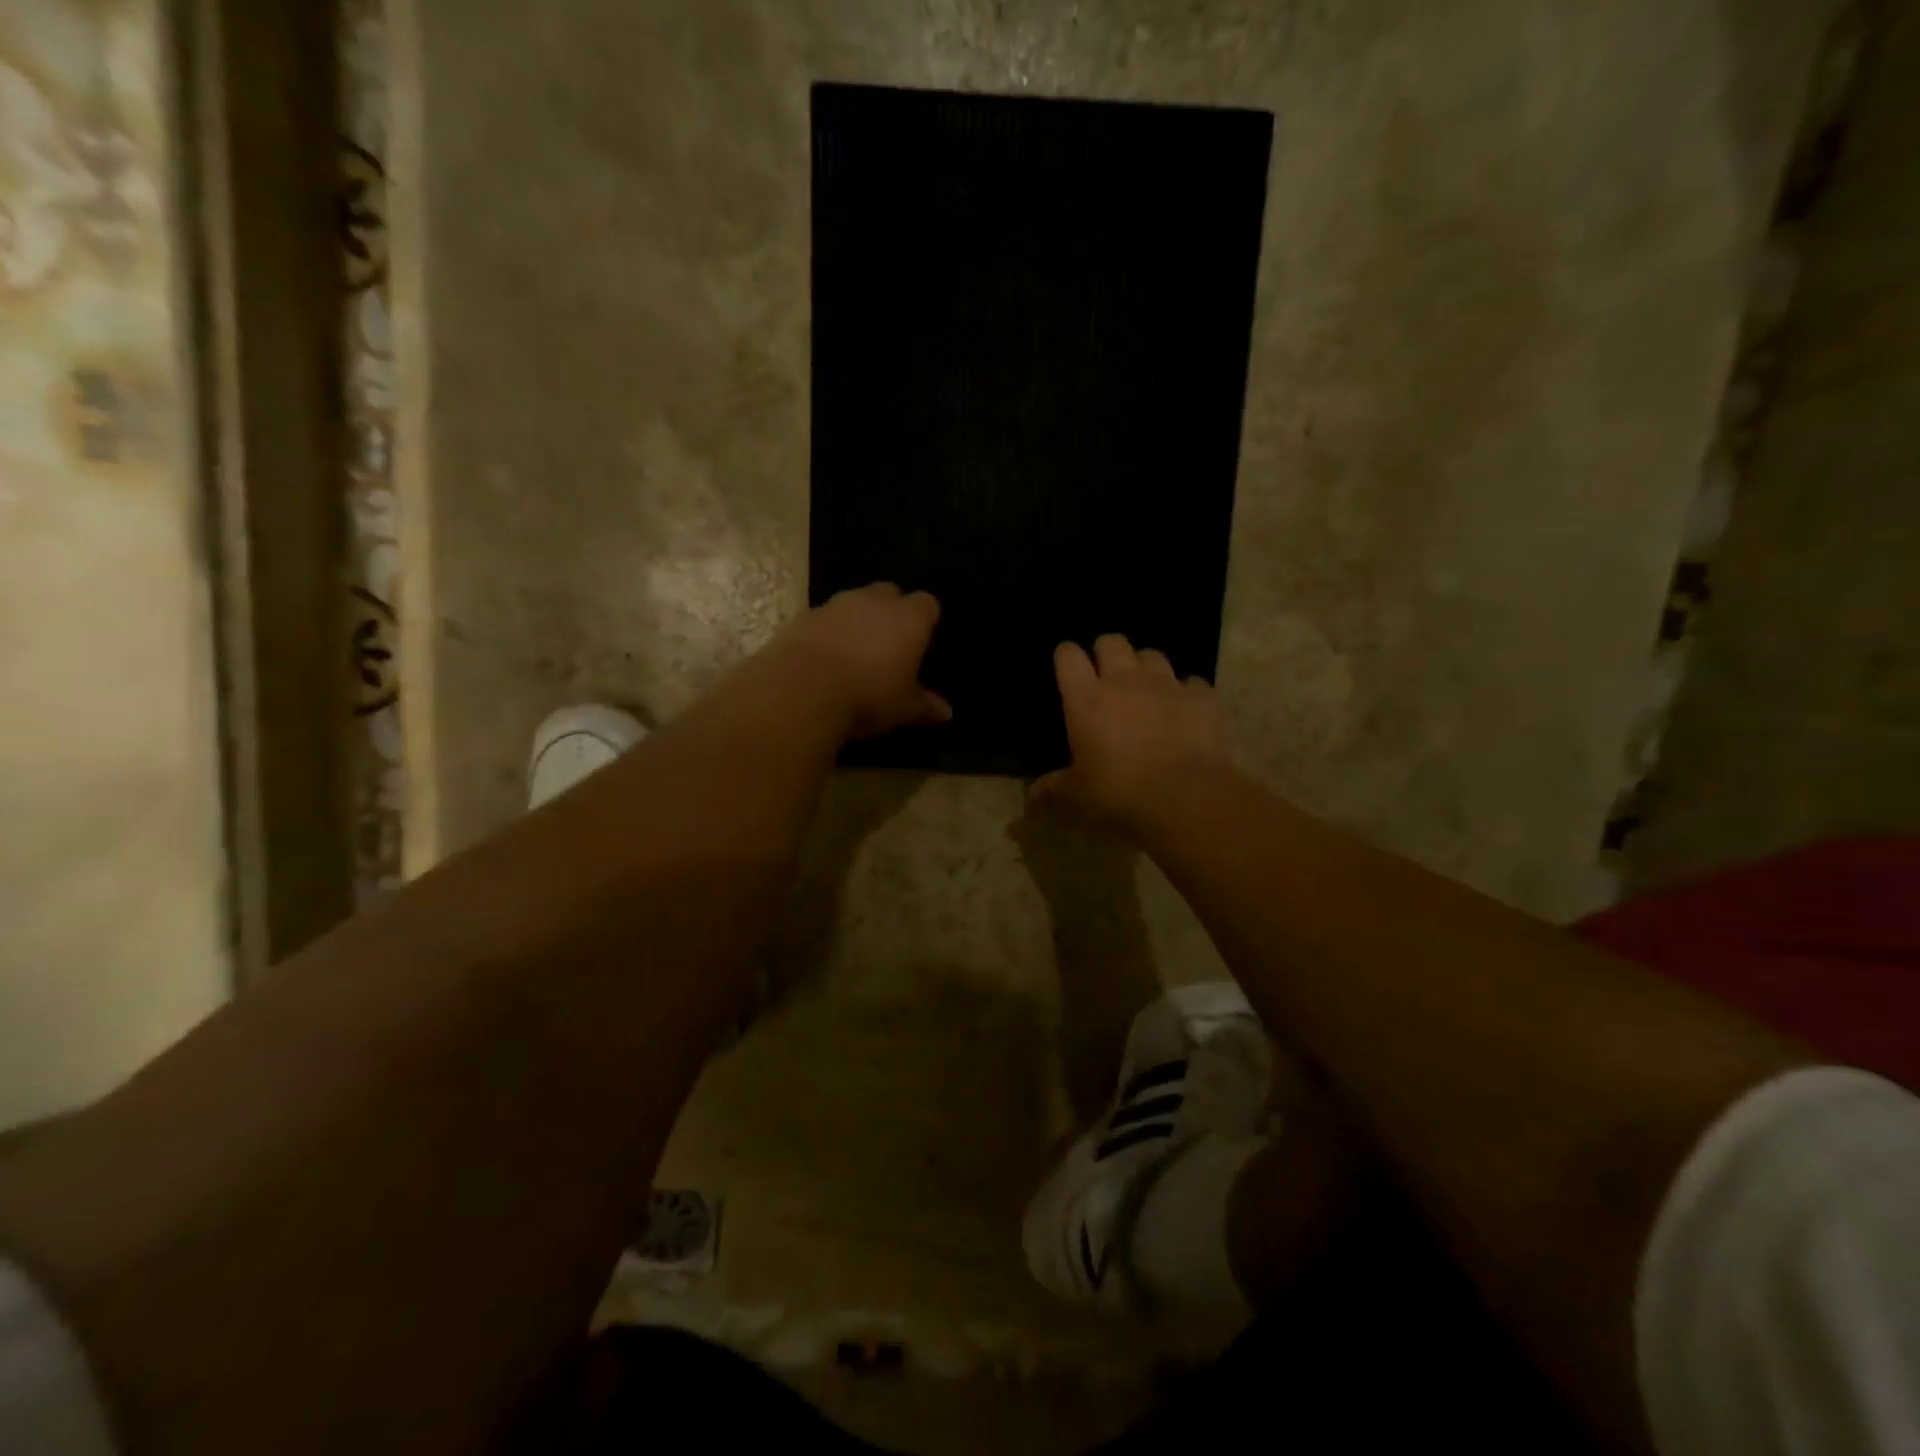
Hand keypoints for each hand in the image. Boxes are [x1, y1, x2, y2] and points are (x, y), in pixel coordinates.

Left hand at [775, 583, 951, 738]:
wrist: (802, 689)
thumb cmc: (868, 695)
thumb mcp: (903, 708)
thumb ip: (925, 706)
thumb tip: (946, 712)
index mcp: (909, 618)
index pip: (927, 604)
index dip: (926, 619)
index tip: (922, 640)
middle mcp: (874, 601)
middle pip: (890, 593)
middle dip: (891, 611)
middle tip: (890, 643)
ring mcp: (837, 604)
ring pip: (855, 602)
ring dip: (858, 619)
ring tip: (855, 651)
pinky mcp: (805, 616)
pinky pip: (825, 617)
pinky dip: (829, 631)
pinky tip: (825, 658)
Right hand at [1034, 635, 1229, 825]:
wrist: (1185, 796)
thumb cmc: (1118, 792)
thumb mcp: (1077, 795)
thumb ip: (1053, 789)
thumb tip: (1032, 797)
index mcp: (1087, 698)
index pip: (1068, 656)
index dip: (1066, 657)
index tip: (1068, 669)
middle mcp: (1125, 680)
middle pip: (1112, 642)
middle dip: (1106, 652)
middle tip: (1106, 676)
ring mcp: (1167, 684)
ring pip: (1152, 655)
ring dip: (1146, 668)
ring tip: (1147, 690)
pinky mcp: (1203, 697)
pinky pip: (1193, 683)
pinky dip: (1187, 694)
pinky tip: (1186, 712)